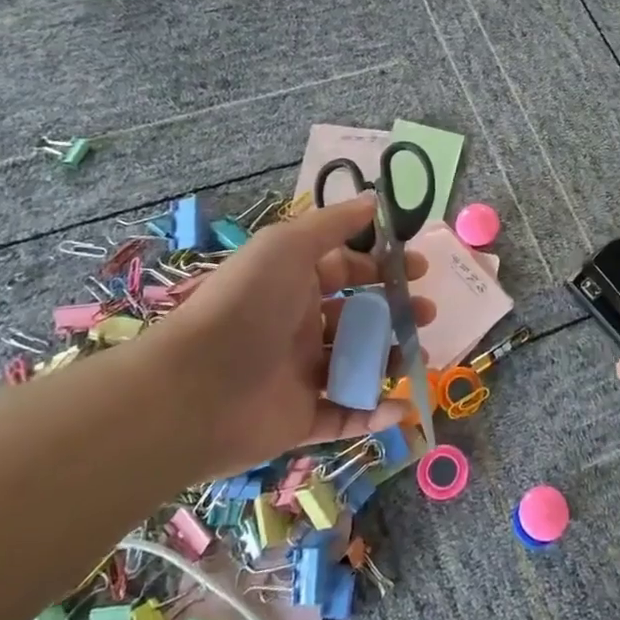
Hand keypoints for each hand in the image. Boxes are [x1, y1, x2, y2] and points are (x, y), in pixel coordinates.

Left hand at [138, 194, 433, 477]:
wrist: (192, 389)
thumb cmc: (245, 305)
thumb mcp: (288, 245)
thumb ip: (334, 223)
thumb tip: (374, 199)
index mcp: (293, 285)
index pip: (345, 271)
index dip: (381, 268)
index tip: (418, 269)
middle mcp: (297, 327)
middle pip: (357, 318)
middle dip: (396, 313)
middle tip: (426, 314)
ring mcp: (299, 375)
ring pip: (357, 366)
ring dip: (392, 360)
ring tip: (420, 357)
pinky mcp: (299, 420)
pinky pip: (345, 416)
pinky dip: (375, 414)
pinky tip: (403, 405)